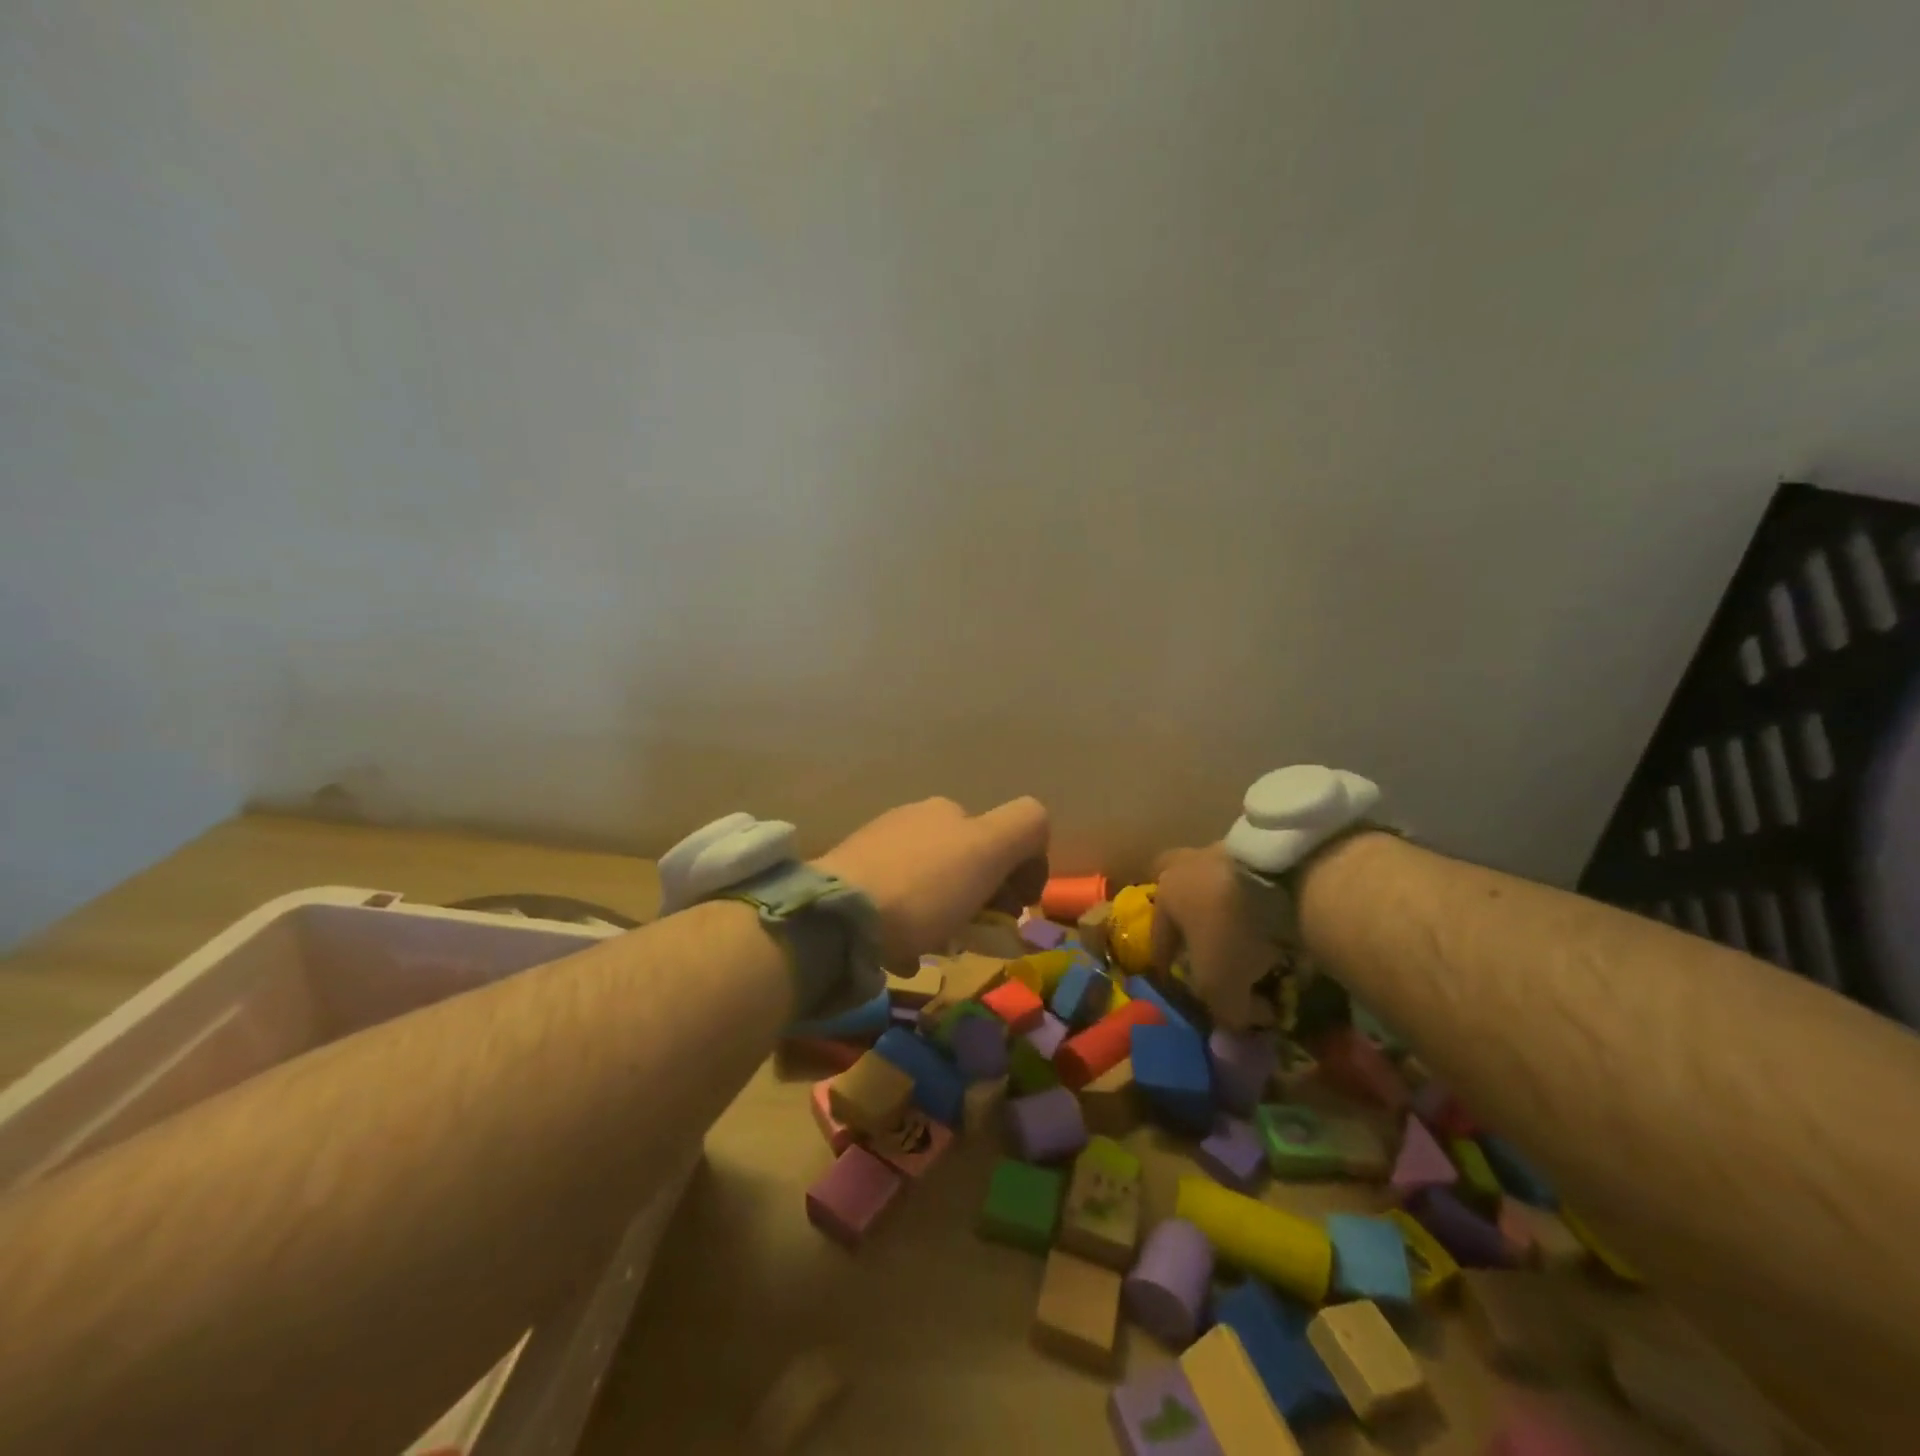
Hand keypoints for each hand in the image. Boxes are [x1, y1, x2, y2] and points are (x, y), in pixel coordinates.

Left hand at [814, 797, 1049, 966]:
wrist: (837, 917)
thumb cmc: (923, 887)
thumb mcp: (988, 849)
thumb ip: (1026, 827)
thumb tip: (1034, 840)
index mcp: (948, 810)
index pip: (1005, 835)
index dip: (1021, 873)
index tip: (1015, 914)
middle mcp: (912, 820)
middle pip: (968, 861)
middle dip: (983, 896)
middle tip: (978, 935)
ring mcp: (877, 849)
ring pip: (933, 884)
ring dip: (947, 915)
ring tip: (937, 948)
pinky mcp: (851, 882)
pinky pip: (898, 904)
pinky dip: (911, 927)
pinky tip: (902, 951)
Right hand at [1151, 843, 1275, 1031]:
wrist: (1283, 874)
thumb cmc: (1231, 928)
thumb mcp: (1220, 984)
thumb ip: (1224, 1011)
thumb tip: (1241, 1021)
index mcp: (1165, 895)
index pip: (1160, 940)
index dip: (1169, 970)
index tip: (1180, 988)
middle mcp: (1186, 868)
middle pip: (1186, 905)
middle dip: (1197, 931)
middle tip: (1213, 955)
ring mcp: (1224, 853)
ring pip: (1222, 894)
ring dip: (1235, 920)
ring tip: (1259, 949)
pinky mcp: (1260, 849)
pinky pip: (1258, 889)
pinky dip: (1267, 912)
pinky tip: (1285, 933)